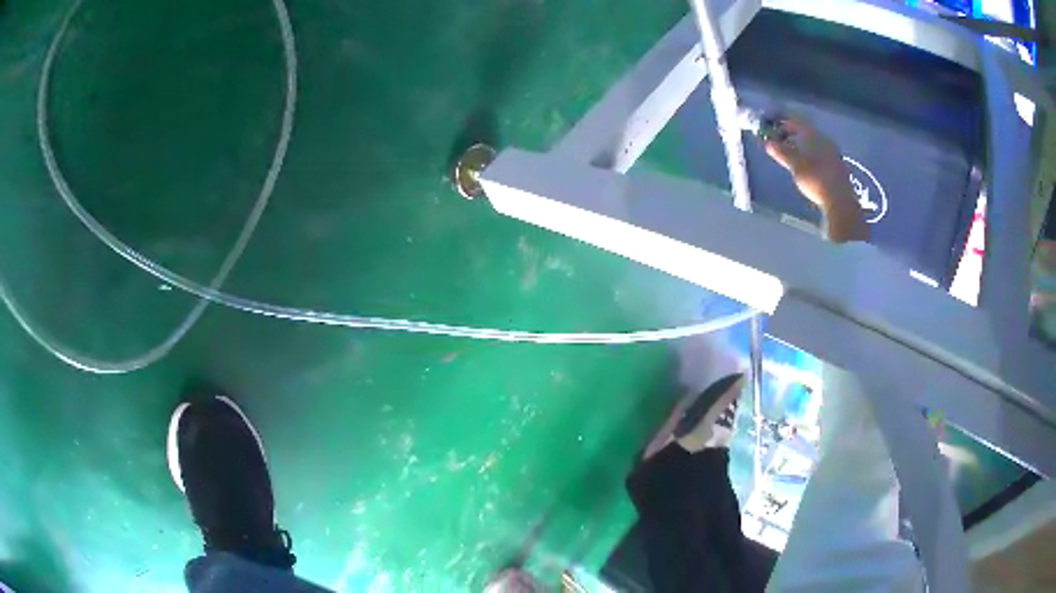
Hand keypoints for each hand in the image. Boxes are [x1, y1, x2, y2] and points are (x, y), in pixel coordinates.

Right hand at [764, 117, 868, 242]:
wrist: (840, 200)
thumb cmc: (815, 179)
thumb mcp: (795, 165)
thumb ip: (782, 152)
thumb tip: (768, 143)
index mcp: (813, 135)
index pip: (795, 122)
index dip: (782, 123)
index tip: (772, 129)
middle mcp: (824, 139)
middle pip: (805, 131)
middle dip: (791, 134)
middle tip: (780, 142)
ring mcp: (832, 152)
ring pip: (813, 142)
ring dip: (801, 145)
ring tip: (791, 154)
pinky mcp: (837, 165)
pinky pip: (820, 152)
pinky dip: (810, 154)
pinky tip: (806, 164)